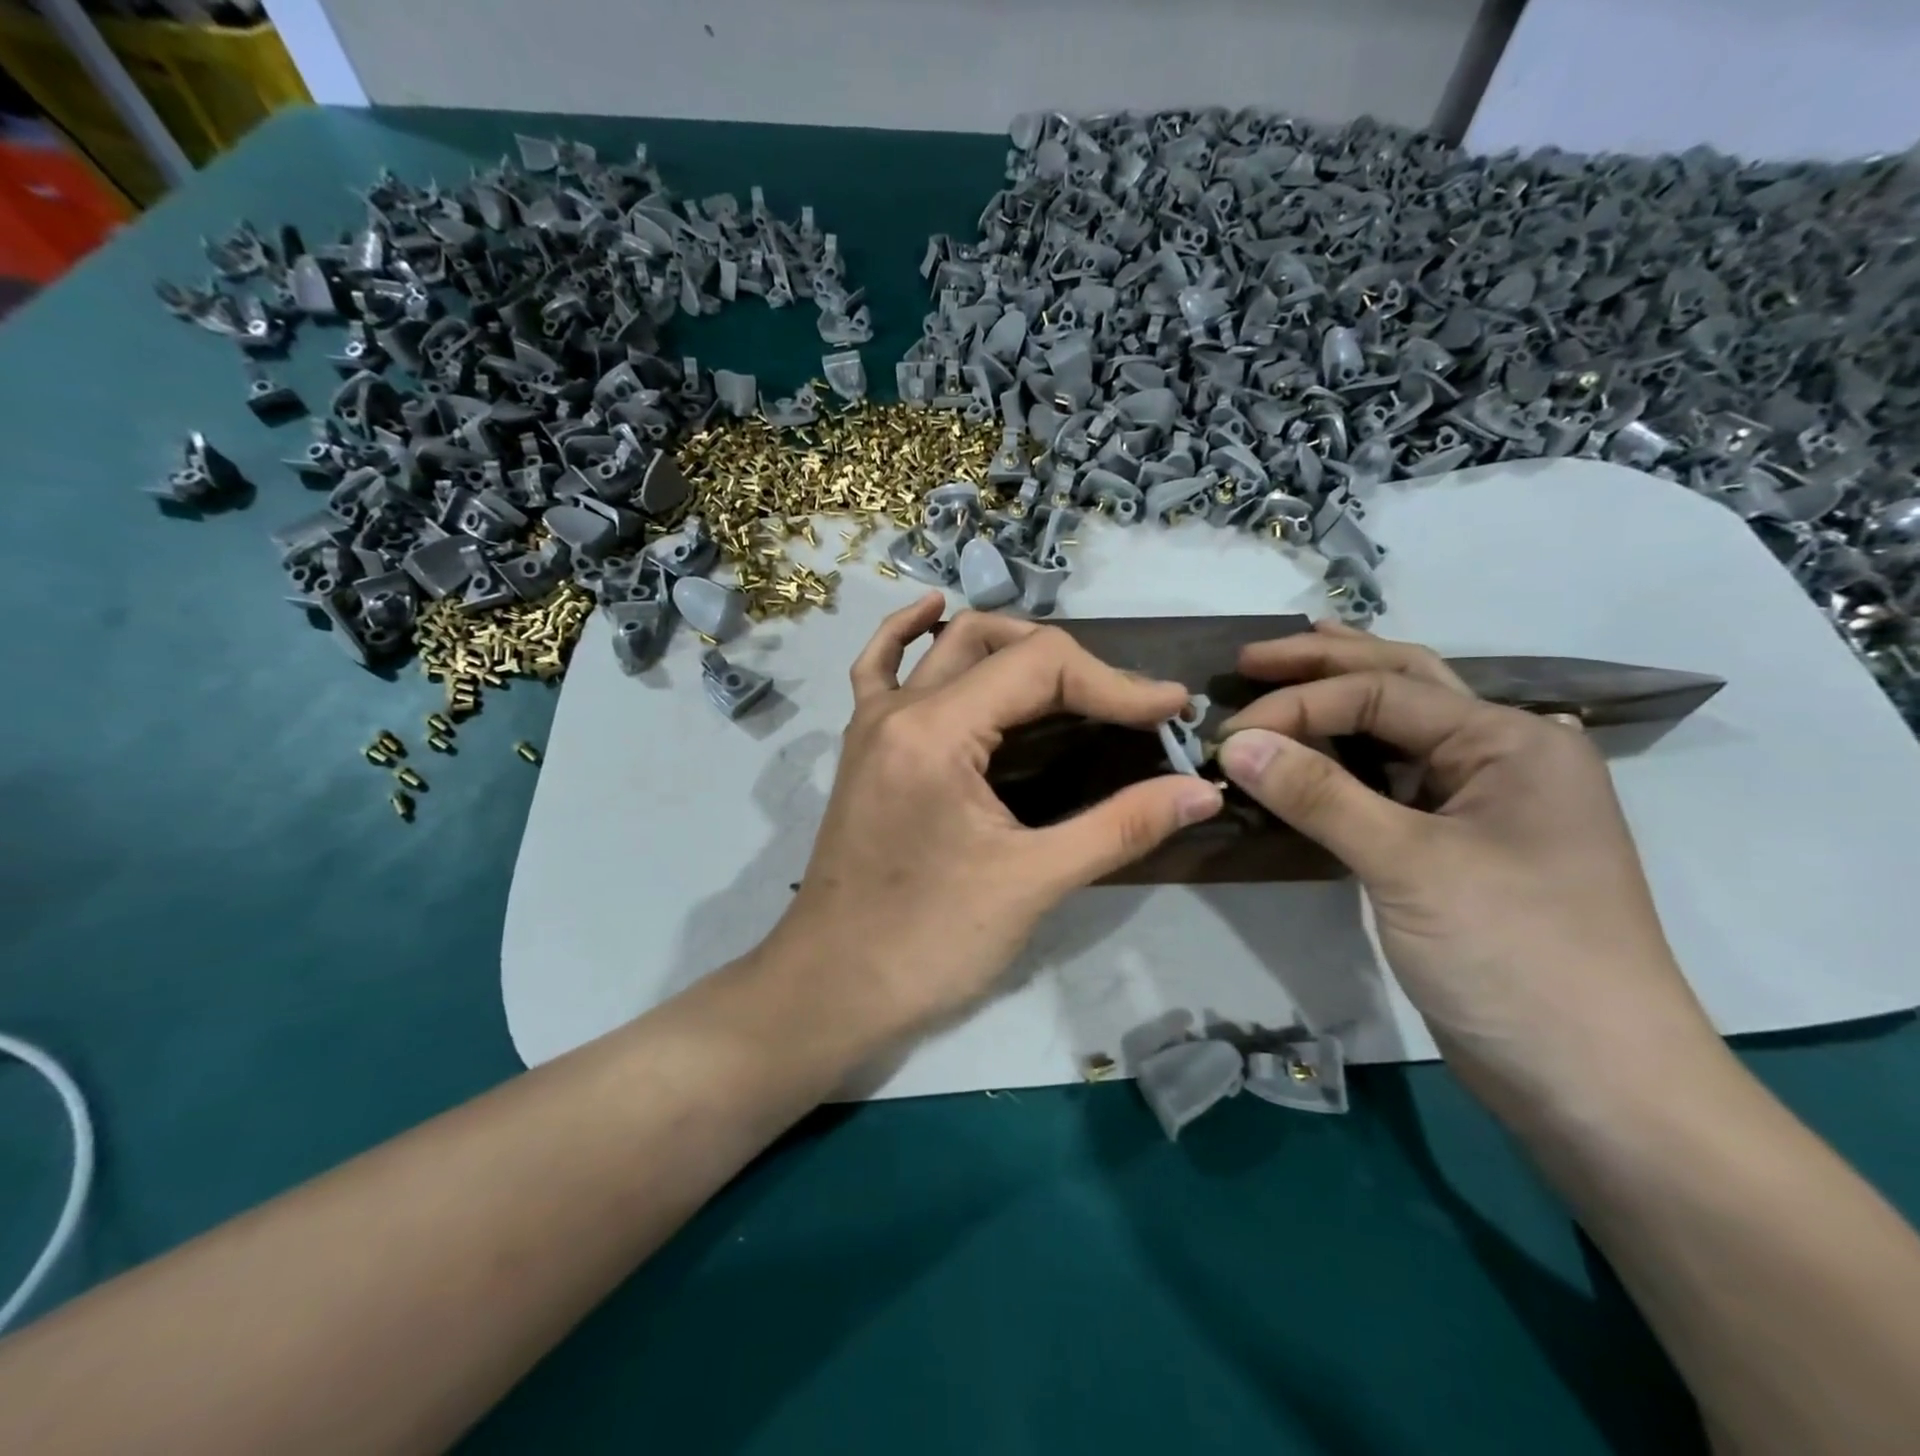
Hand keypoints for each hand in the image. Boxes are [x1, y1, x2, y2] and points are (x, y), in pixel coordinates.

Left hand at [763, 594, 1223, 1048]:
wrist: (830, 989)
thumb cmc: (927, 944)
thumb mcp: (1032, 883)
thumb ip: (1121, 827)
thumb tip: (1202, 791)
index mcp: (937, 731)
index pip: (1041, 666)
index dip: (1116, 683)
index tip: (1171, 714)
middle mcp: (899, 709)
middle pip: (997, 646)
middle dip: (1074, 667)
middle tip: (1127, 708)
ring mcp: (872, 724)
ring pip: (947, 649)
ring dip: (1011, 647)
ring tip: (1070, 675)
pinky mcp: (862, 749)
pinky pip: (880, 669)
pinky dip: (910, 635)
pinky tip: (933, 613)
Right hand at [1217, 621, 1720, 1122]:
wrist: (1595, 1084)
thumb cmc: (1515, 957)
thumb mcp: (1409, 866)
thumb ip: (1318, 796)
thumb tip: (1234, 742)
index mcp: (1511, 741)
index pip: (1382, 695)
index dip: (1297, 705)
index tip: (1226, 734)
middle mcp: (1503, 757)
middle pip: (1402, 686)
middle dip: (1325, 664)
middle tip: (1251, 657)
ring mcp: (1483, 804)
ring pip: (1399, 731)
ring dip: (1339, 701)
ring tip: (1288, 673)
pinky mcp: (1459, 848)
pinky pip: (1392, 783)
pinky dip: (1345, 761)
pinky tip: (1317, 751)